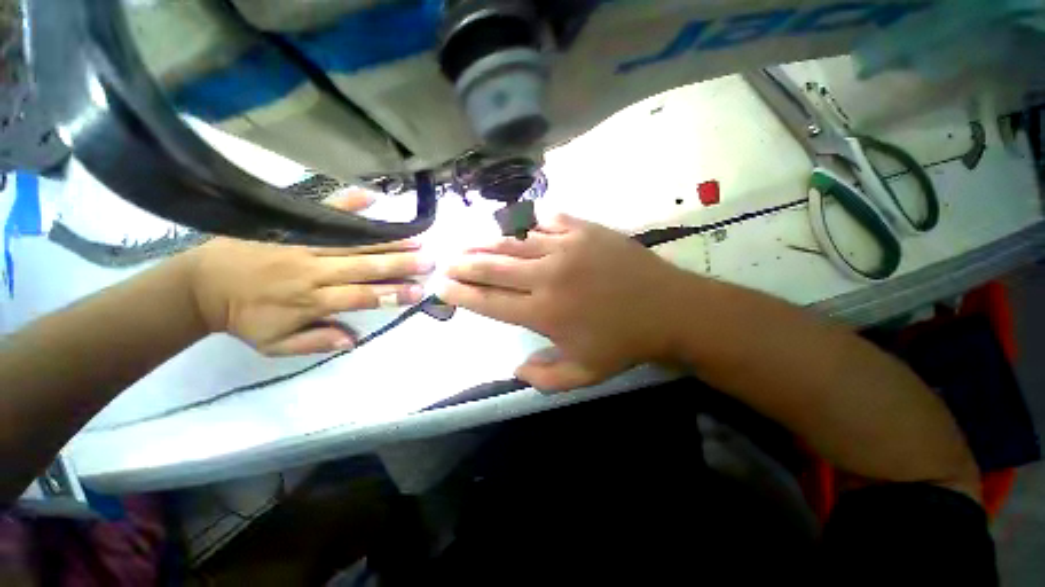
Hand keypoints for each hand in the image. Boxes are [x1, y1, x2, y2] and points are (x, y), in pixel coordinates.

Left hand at [187, 190, 433, 355]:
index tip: (419, 291)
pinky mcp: (289, 226)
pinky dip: (346, 204)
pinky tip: (371, 197)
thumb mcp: (275, 345)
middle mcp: (312, 271)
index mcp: (309, 301)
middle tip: (430, 260)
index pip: (361, 297)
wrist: (199, 285)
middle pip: (364, 266)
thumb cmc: (244, 318)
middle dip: (401, 264)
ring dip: (387, 240)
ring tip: (416, 238)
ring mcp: (301, 245)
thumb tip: (355, 339)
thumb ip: (316, 342)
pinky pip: (321, 213)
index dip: (392, 294)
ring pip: (353, 243)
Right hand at [441, 214, 687, 391]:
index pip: (489, 301)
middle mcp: (547, 276)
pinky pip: (546, 219)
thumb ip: (543, 378)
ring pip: (513, 240)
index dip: (461, 294)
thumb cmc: (624, 344)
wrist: (669, 309)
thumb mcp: (583, 375)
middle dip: (463, 264)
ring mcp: (566, 247)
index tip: (442, 287)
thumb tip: (514, 369)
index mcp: (544, 313)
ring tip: (467, 242)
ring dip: (486, 241)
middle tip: (445, 261)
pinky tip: (514, 225)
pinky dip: (526, 221)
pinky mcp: (584, 229)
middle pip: (493, 266)